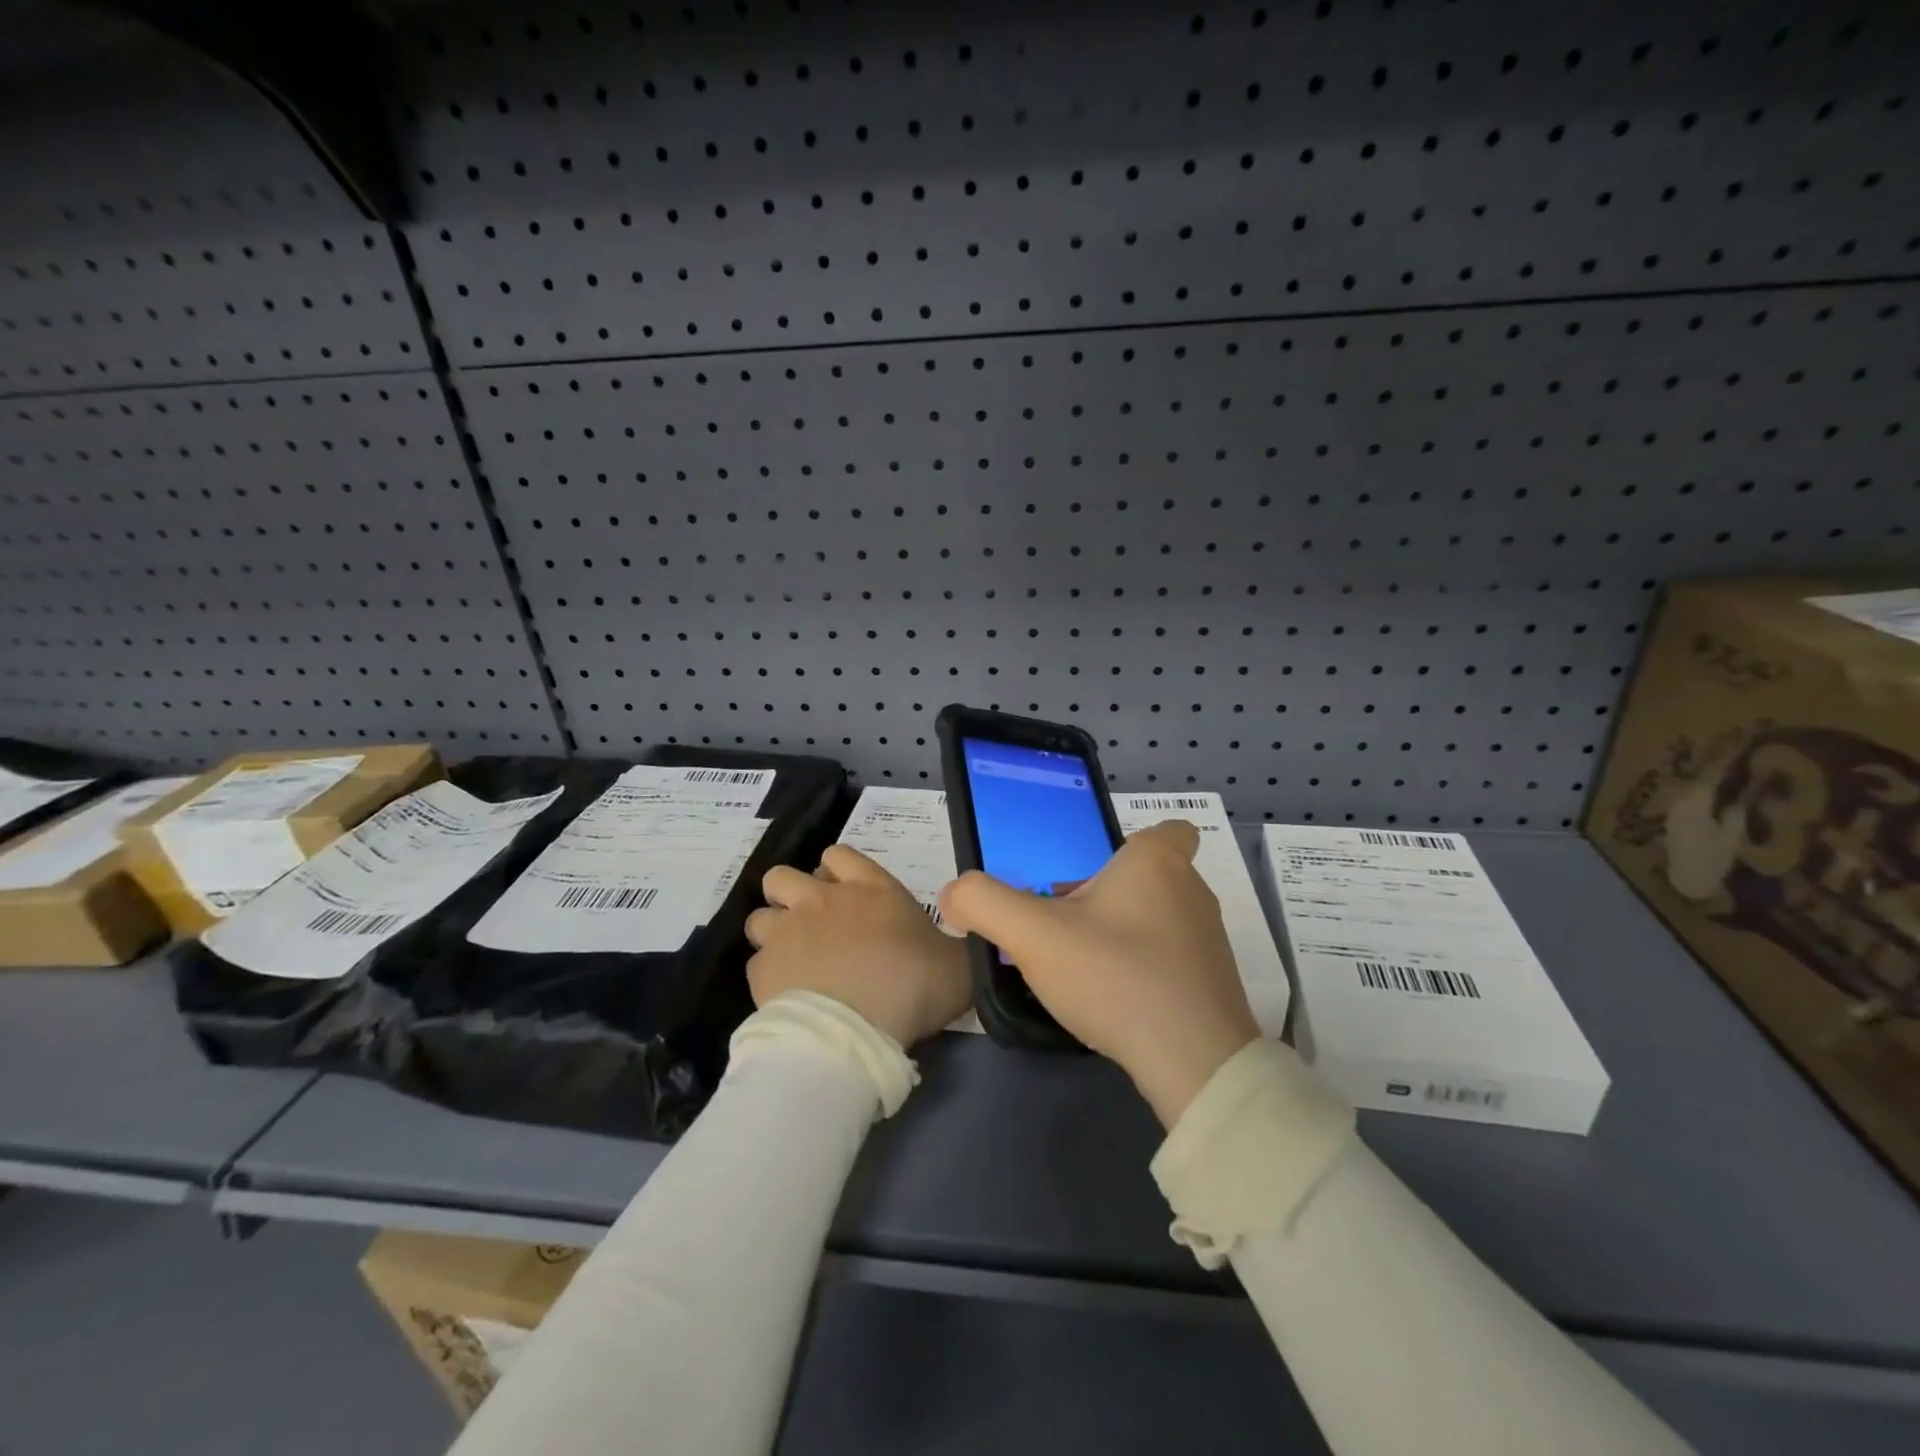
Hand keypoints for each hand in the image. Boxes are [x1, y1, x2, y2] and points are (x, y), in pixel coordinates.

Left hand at [746, 844, 972, 1048]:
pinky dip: (768, 976)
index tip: (847, 893)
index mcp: (869, 889)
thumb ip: (956, 945)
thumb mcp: (956, 964)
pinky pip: (756, 964)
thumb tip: (969, 938)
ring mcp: (786, 933)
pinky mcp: (762, 970)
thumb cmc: (912, 987)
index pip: (839, 854)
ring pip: (760, 916)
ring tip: (792, 958)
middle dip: (791, 893)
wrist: (855, 1032)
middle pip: (783, 876)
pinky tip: (785, 994)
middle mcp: (821, 900)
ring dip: (773, 932)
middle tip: (811, 923)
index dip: (838, 869)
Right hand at [937, 821, 1258, 1126]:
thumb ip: (983, 903)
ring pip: (1156, 918)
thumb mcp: (1033, 935)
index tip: (1096, 869)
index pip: (1167, 829)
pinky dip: (1140, 966)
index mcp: (1156, 862)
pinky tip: (1111, 997)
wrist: (1195, 1063)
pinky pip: (1169, 958)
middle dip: (1105, 893)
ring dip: (1119, 931)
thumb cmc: (1115, 976)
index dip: (1132, 845)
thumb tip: (954, 895)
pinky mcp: (1213, 983)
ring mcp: (1208, 939)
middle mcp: (1191, 891)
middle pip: (1145, 877)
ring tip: (1080, 965)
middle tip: (1062, 922)